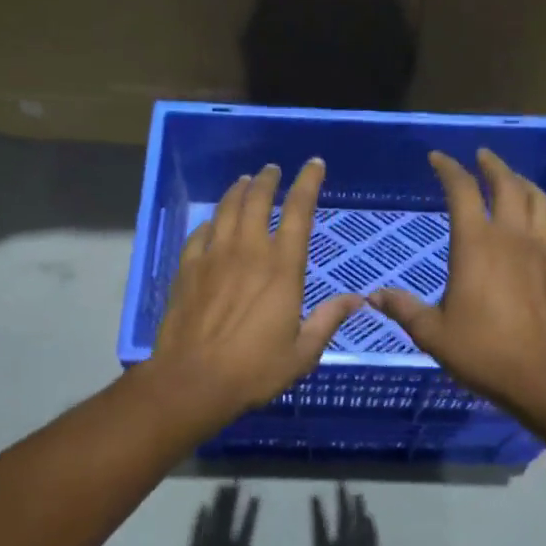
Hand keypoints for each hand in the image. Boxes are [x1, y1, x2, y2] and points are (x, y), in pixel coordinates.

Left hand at [151, 159, 364, 426]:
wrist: (193, 381)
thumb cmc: (255, 370)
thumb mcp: (303, 352)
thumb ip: (328, 320)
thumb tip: (357, 300)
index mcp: (282, 269)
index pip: (299, 212)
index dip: (308, 183)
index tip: (314, 164)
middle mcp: (248, 252)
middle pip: (258, 200)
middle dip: (268, 180)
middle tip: (273, 170)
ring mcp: (214, 257)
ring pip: (227, 210)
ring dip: (238, 191)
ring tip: (245, 182)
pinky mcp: (187, 269)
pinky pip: (200, 234)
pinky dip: (210, 222)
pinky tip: (212, 222)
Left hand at [169, 485, 276, 545]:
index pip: (247, 527)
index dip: (251, 511)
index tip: (255, 495)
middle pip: (228, 518)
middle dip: (232, 499)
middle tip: (236, 482)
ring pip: (213, 520)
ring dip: (217, 503)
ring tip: (221, 486)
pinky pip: (196, 532)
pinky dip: (200, 519)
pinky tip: (202, 507)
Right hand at [285, 485, 375, 545]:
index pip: (320, 526)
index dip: (317, 510)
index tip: (316, 495)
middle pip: (344, 520)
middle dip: (342, 501)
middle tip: (342, 485)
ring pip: (360, 526)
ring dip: (359, 509)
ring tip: (358, 494)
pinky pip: (372, 541)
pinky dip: (371, 528)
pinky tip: (370, 518)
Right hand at [369, 149, 545, 415]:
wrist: (543, 376)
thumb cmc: (482, 351)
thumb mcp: (433, 333)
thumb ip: (404, 309)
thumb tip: (374, 296)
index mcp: (476, 244)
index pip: (463, 190)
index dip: (449, 169)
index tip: (438, 159)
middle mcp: (511, 237)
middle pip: (507, 184)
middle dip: (492, 165)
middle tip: (480, 157)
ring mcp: (541, 250)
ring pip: (539, 200)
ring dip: (523, 183)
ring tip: (513, 180)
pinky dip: (541, 216)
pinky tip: (534, 227)